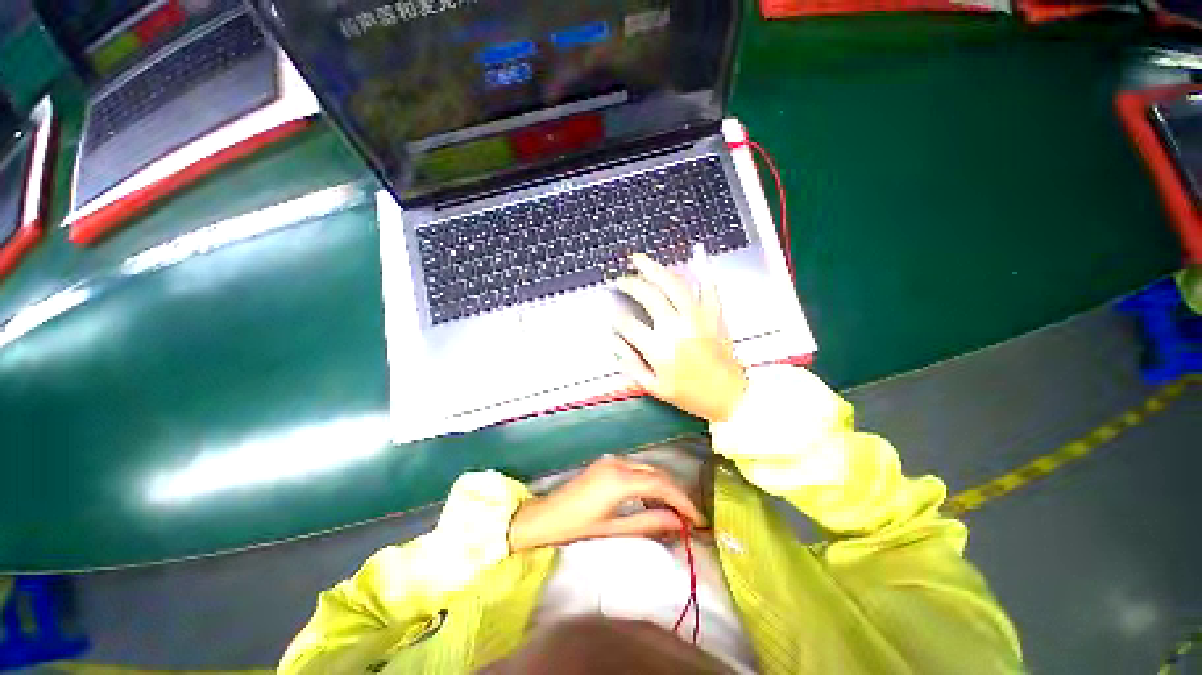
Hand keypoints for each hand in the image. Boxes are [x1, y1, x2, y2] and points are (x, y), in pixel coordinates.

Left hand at [508, 455, 706, 552]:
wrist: (545, 516)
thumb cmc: (576, 527)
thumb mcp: (613, 529)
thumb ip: (648, 523)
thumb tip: (678, 522)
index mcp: (620, 479)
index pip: (661, 485)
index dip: (683, 501)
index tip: (699, 520)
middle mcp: (619, 463)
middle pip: (657, 473)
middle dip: (676, 493)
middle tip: (691, 517)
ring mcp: (612, 460)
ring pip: (648, 469)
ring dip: (664, 487)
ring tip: (677, 511)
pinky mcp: (608, 463)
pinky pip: (637, 469)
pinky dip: (650, 483)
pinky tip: (654, 499)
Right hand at [613, 253, 747, 422]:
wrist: (730, 396)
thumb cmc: (690, 394)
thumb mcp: (654, 387)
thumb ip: (631, 364)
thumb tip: (612, 342)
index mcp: (659, 348)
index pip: (628, 324)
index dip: (616, 316)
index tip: (610, 311)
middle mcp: (676, 327)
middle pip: (648, 295)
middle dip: (629, 284)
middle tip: (620, 280)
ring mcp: (697, 317)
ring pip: (673, 284)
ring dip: (654, 269)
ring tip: (639, 259)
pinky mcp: (714, 314)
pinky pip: (709, 287)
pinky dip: (703, 269)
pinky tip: (697, 253)